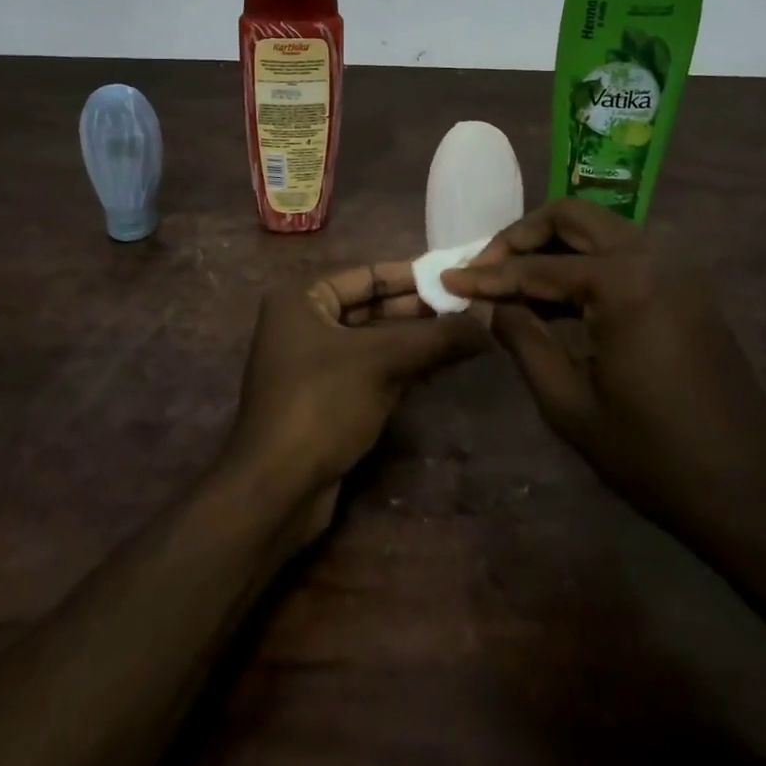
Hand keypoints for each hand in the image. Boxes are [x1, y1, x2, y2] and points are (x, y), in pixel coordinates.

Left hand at [221, 262, 486, 528]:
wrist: (277, 489)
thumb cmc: (322, 404)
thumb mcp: (382, 362)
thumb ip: (435, 338)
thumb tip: (487, 322)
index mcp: (302, 298)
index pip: (367, 275)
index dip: (413, 277)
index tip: (456, 279)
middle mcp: (304, 323)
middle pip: (371, 307)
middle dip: (419, 311)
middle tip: (469, 312)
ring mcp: (313, 363)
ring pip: (374, 341)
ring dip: (416, 340)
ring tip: (466, 337)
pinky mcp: (326, 398)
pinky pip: (370, 369)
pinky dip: (403, 366)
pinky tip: (441, 367)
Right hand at [440, 199, 765, 533]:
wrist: (758, 494)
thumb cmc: (655, 456)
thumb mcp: (570, 404)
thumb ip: (524, 339)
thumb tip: (493, 304)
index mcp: (623, 281)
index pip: (536, 267)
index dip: (487, 275)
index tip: (448, 278)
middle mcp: (653, 255)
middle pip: (572, 217)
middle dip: (522, 236)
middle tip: (486, 267)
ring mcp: (678, 268)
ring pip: (600, 230)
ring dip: (554, 245)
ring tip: (515, 282)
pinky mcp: (689, 287)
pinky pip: (625, 254)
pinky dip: (587, 263)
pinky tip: (560, 297)